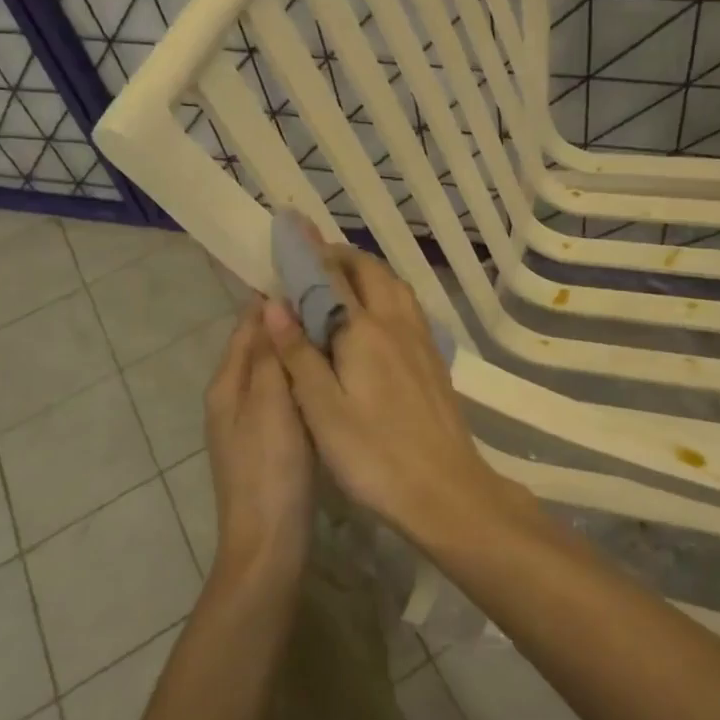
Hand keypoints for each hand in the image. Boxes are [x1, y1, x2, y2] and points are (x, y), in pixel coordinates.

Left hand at [204, 300, 314, 573]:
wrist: (269, 543)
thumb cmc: (269, 469)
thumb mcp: (270, 405)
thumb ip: (269, 355)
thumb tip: (270, 305)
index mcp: (228, 384)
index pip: (248, 325)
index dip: (274, 299)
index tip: (310, 274)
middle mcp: (234, 397)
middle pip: (261, 346)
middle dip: (291, 322)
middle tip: (335, 300)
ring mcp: (252, 421)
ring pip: (277, 370)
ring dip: (300, 349)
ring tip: (339, 328)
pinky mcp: (272, 441)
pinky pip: (288, 395)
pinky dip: (306, 378)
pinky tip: (333, 374)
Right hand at [260, 244, 503, 538]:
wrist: (446, 489)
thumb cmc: (374, 454)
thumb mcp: (322, 409)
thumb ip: (298, 353)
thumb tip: (274, 303)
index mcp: (364, 330)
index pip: (333, 277)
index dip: (309, 253)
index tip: (290, 230)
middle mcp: (396, 323)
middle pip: (371, 272)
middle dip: (341, 257)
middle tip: (312, 262)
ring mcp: (421, 340)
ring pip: (395, 286)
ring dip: (367, 273)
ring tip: (341, 282)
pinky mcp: (433, 359)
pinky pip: (408, 308)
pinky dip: (386, 294)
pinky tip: (376, 318)